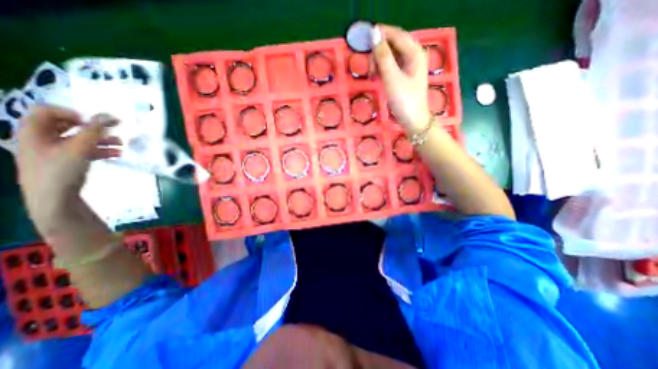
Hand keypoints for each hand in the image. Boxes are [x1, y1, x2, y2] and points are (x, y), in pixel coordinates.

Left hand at [17, 106, 119, 228]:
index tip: (94, 122)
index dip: (72, 113)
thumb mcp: (79, 148)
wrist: (54, 199)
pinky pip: (84, 151)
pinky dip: (100, 150)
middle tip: (113, 131)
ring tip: (122, 145)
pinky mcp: (66, 162)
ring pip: (79, 140)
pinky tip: (116, 154)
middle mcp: (41, 139)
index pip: (47, 111)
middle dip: (93, 128)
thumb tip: (110, 115)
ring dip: (102, 140)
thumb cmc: (60, 171)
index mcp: (34, 132)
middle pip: (67, 126)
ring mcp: (54, 152)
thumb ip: (95, 131)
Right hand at [369, 24, 431, 130]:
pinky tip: (376, 77)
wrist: (413, 120)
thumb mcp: (391, 78)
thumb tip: (374, 34)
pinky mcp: (405, 75)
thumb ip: (383, 56)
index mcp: (415, 52)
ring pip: (391, 55)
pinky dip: (383, 69)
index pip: (396, 34)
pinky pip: (392, 65)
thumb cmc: (404, 100)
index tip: (364, 40)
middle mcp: (414, 55)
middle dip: (379, 52)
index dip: (380, 34)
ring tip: (372, 75)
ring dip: (379, 61)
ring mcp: (410, 65)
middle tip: (369, 67)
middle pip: (393, 44)